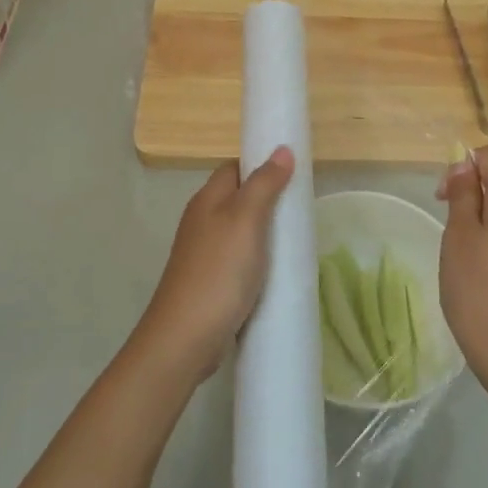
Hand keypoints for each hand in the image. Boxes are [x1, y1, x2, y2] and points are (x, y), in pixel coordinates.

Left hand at [135, 146, 294, 381]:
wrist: (186, 338)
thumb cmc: (218, 271)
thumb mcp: (246, 220)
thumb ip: (264, 184)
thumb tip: (282, 149)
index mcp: (207, 200)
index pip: (235, 168)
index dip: (261, 165)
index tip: (294, 172)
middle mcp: (202, 221)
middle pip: (239, 198)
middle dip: (269, 200)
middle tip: (301, 208)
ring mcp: (205, 254)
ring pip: (241, 231)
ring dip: (265, 233)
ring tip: (296, 239)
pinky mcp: (211, 282)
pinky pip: (240, 260)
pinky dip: (259, 260)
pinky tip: (277, 271)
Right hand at [437, 145, 487, 406]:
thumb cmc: (480, 291)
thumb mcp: (460, 237)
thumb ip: (463, 195)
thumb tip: (466, 165)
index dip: (465, 164)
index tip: (444, 196)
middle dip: (470, 192)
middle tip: (446, 225)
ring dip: (478, 217)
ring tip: (459, 252)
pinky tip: (477, 268)